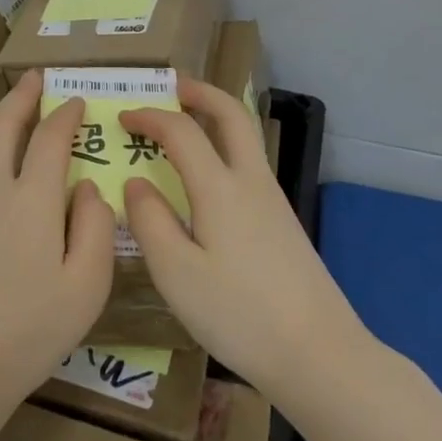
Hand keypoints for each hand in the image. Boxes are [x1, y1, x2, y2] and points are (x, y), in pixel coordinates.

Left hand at [0, 72, 117, 417]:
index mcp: (30, 200)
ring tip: (21, 162)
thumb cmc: (30, 332)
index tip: (76, 101)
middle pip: (3, 126)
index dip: (65, 114)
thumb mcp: (87, 286)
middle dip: (21, 96)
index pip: (51, 137)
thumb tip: (86, 187)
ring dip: (3, 150)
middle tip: (34, 78)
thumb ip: (95, 226)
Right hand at [122, 79, 364, 400]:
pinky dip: (225, 148)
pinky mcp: (283, 222)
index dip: (150, 116)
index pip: (181, 131)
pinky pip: (249, 164)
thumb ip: (150, 221)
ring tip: (186, 123)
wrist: (319, 354)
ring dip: (216, 118)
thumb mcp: (177, 273)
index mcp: (220, 188)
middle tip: (172, 86)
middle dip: (201, 93)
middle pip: (231, 114)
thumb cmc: (239, 314)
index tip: (122, 117)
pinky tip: (208, 178)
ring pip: (245, 137)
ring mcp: (273, 200)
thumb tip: (136, 182)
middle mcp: (251, 181)